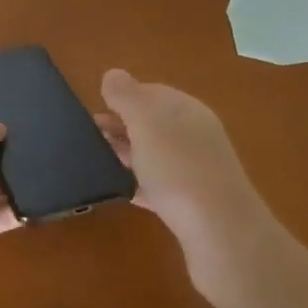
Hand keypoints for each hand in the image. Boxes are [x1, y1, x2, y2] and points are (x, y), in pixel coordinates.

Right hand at [95, 69, 276, 297]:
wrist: (220, 233)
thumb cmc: (179, 168)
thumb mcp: (146, 121)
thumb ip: (127, 95)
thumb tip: (113, 74)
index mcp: (186, 110)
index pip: (151, 92)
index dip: (122, 97)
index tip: (93, 109)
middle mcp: (194, 135)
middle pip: (152, 123)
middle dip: (120, 126)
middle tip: (87, 137)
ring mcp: (195, 171)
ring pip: (153, 155)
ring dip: (126, 154)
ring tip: (95, 160)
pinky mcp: (190, 205)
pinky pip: (157, 186)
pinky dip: (136, 184)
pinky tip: (117, 190)